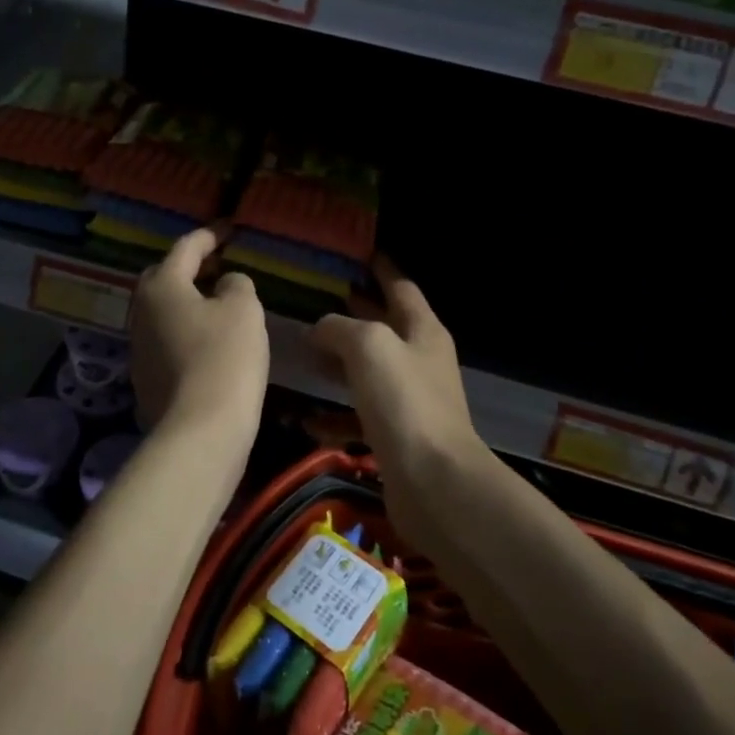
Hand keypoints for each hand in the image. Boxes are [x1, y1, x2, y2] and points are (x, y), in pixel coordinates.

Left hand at [129, 229, 268, 444]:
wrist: (200, 431)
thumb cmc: (224, 358)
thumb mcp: (244, 309)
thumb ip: (236, 284)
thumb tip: (225, 284)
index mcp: (161, 285)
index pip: (186, 248)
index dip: (210, 236)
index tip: (229, 230)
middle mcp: (140, 311)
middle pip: (164, 277)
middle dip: (189, 268)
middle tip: (217, 266)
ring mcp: (138, 347)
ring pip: (163, 311)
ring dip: (187, 302)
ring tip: (217, 303)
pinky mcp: (145, 378)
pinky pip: (166, 340)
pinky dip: (186, 332)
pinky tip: (209, 343)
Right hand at [308, 258, 481, 490]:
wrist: (433, 482)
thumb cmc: (404, 401)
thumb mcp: (368, 346)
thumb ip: (340, 327)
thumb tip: (319, 328)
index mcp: (422, 330)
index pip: (400, 287)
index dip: (381, 268)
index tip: (359, 253)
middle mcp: (419, 361)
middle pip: (383, 327)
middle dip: (353, 312)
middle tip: (317, 298)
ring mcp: (408, 401)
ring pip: (367, 372)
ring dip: (337, 364)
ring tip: (301, 353)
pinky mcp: (395, 436)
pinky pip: (358, 417)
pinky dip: (333, 415)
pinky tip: (305, 418)